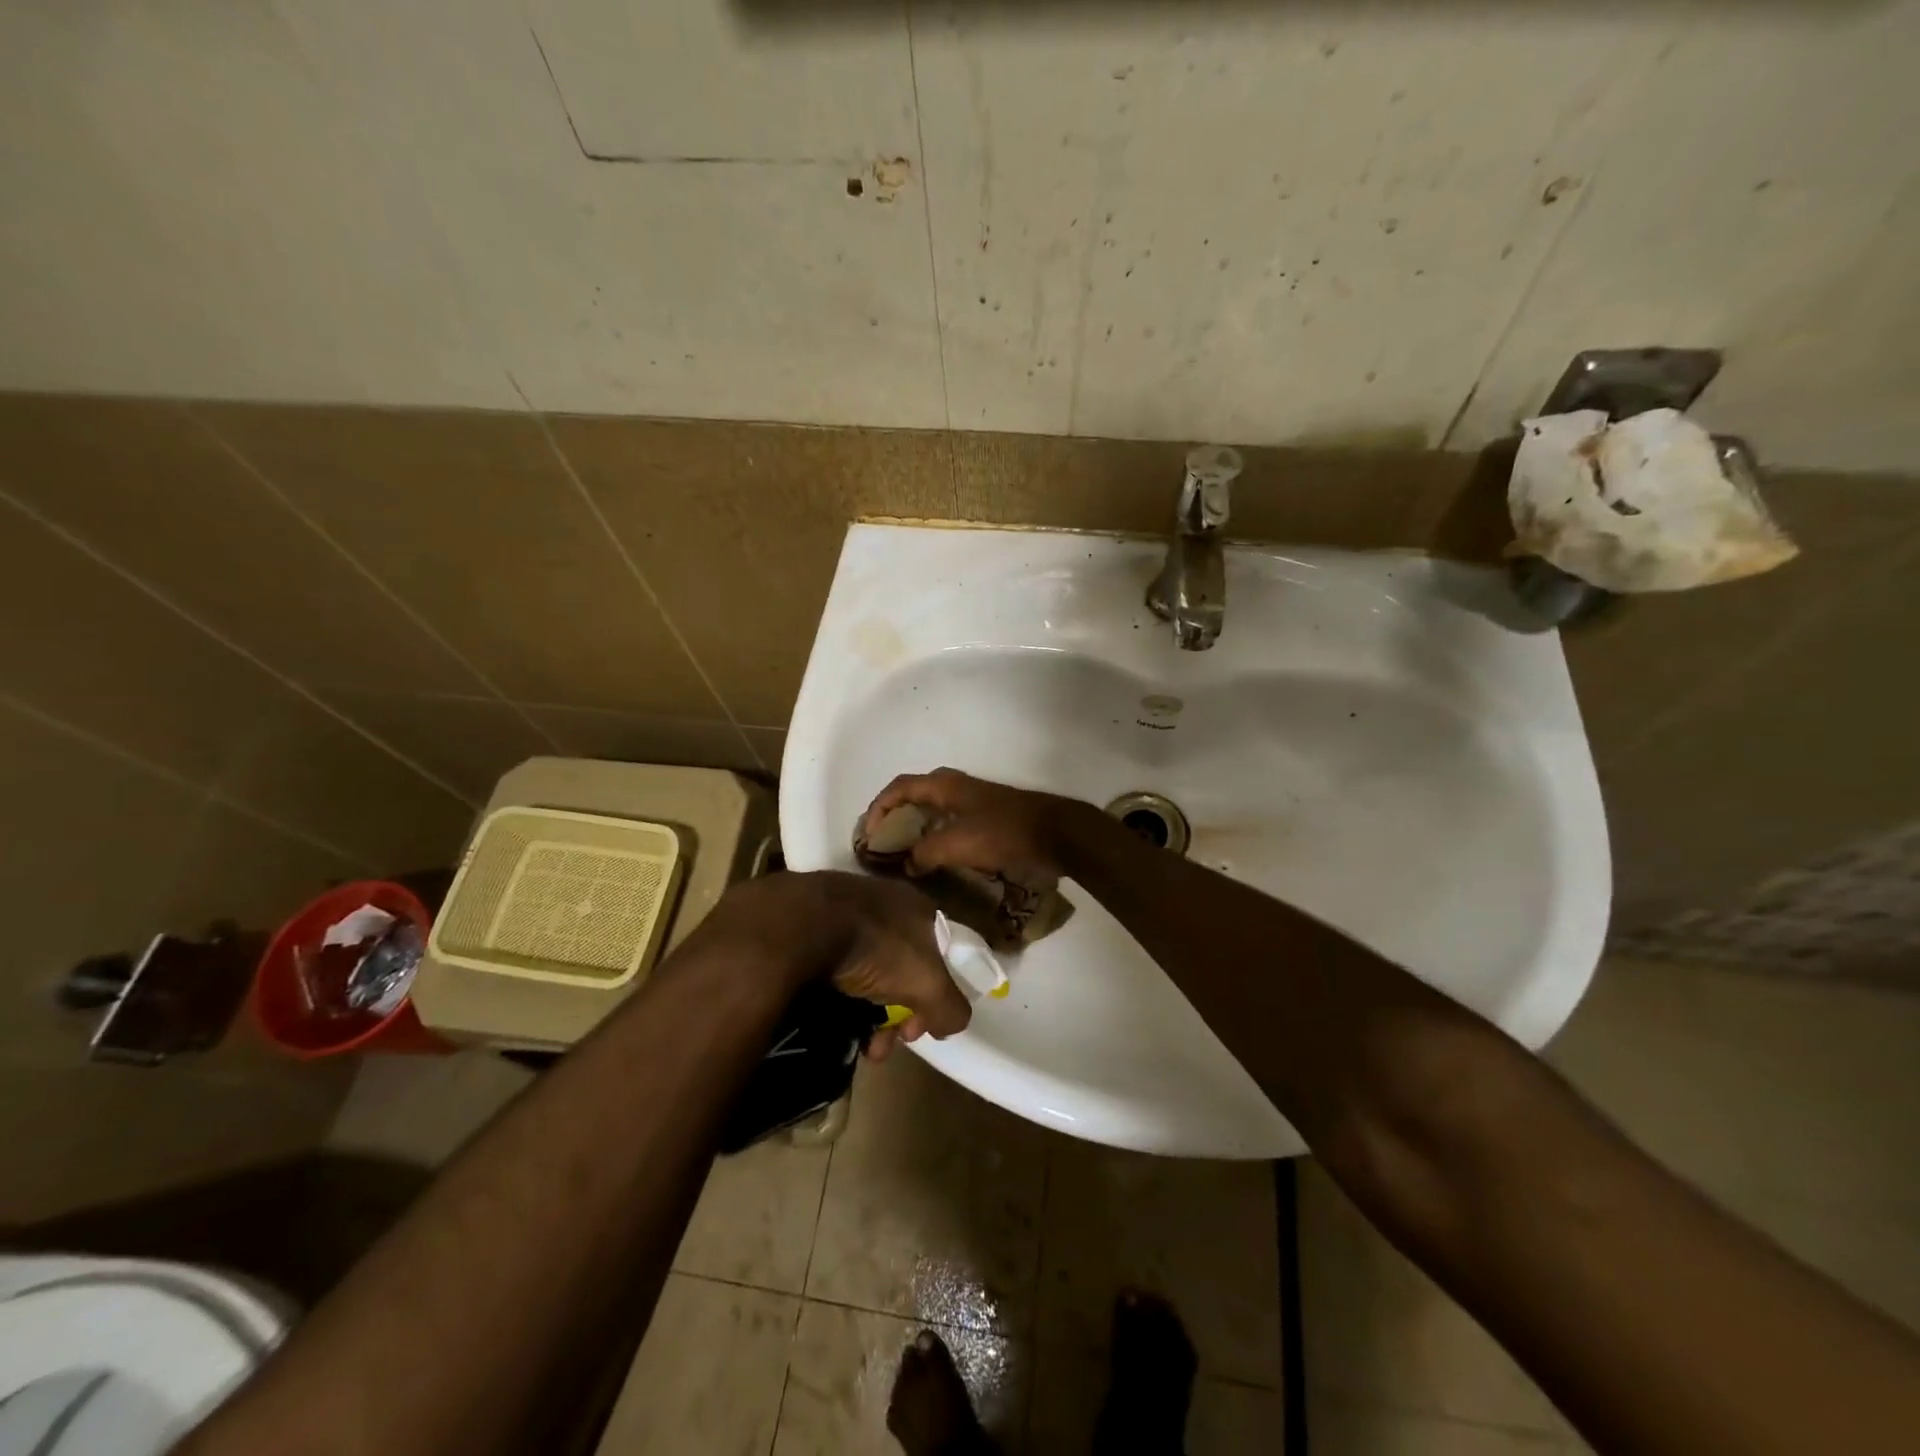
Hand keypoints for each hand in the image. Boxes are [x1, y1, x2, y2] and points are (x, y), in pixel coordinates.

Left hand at [820, 872, 973, 1055]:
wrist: (805, 924)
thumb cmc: (878, 948)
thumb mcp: (930, 985)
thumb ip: (951, 1008)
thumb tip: (951, 1023)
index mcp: (920, 909)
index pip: (938, 958)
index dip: (933, 997)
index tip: (916, 1028)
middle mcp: (886, 905)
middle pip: (901, 970)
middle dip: (896, 1015)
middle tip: (882, 1043)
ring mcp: (846, 911)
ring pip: (866, 973)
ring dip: (866, 1014)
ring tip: (856, 1043)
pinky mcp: (812, 924)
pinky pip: (833, 966)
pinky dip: (836, 996)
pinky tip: (828, 1019)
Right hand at [862, 768, 1085, 879]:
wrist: (1054, 833)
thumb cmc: (1001, 833)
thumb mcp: (956, 844)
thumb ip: (925, 853)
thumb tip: (908, 864)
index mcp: (943, 785)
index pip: (898, 788)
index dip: (878, 807)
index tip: (867, 833)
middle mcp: (954, 786)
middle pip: (913, 795)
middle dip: (893, 816)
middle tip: (881, 842)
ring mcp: (972, 799)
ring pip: (932, 808)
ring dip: (914, 827)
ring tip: (902, 852)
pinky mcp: (986, 815)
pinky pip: (949, 820)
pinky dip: (934, 834)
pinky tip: (934, 856)